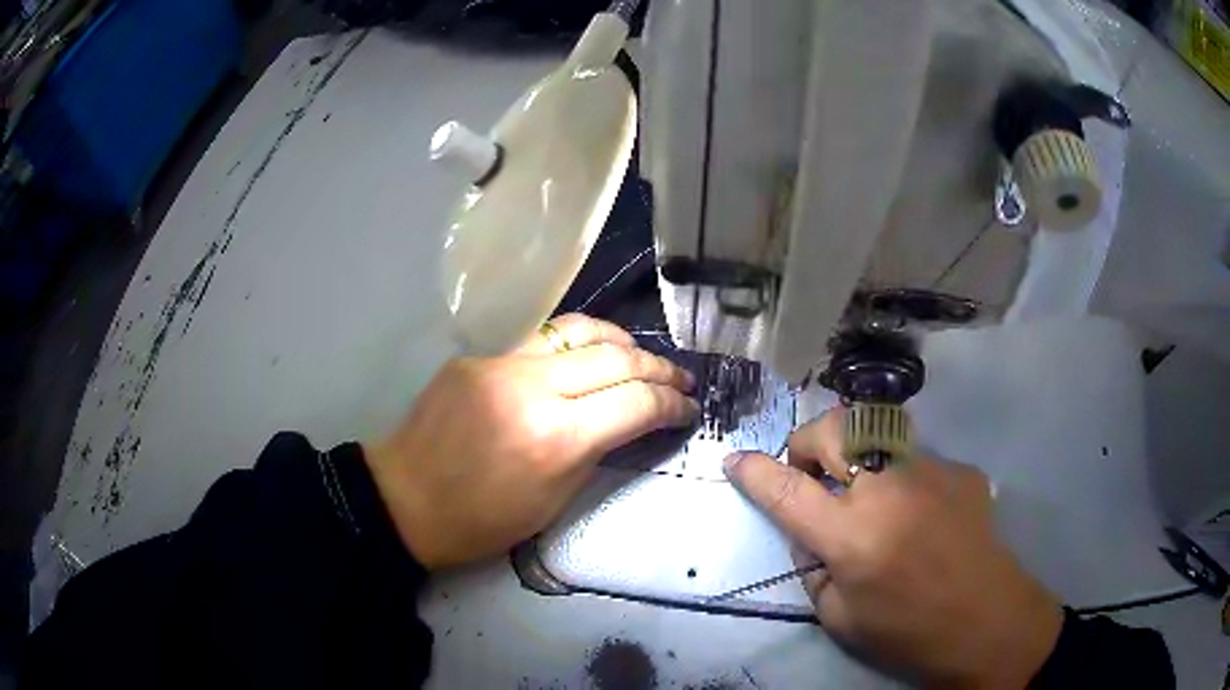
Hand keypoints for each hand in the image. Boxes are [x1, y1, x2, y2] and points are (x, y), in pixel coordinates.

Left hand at [366, 314, 698, 569]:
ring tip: (643, 357)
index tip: (688, 409)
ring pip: (581, 331)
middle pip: (616, 359)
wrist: (406, 499)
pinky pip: (542, 338)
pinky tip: (590, 355)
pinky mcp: (480, 355)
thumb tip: (631, 422)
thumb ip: (597, 451)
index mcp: (556, 438)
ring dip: (623, 342)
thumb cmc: (481, 521)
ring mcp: (502, 362)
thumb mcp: (554, 502)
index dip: (671, 405)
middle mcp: (533, 387)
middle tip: (680, 381)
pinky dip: (578, 343)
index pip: (635, 403)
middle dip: (659, 369)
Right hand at [724, 410, 1063, 687]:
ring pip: (876, 428)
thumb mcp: (839, 617)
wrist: (988, 622)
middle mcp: (888, 490)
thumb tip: (809, 531)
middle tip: (811, 473)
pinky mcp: (959, 470)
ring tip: (863, 487)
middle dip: (807, 442)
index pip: (787, 490)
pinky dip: (900, 477)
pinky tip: (917, 511)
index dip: (754, 472)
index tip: (734, 460)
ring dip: (854, 450)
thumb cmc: (908, 632)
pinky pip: (914, 458)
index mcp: (853, 536)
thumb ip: (814, 567)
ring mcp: (929, 472)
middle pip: (833, 429)